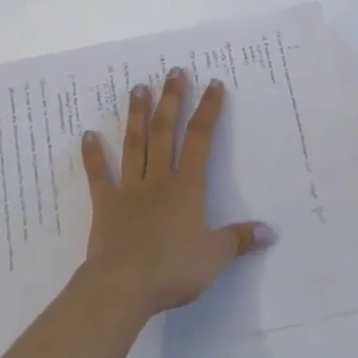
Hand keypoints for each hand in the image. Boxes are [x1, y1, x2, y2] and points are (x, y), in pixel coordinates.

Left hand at [80, 69, 271, 321]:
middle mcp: (159, 179)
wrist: (124, 285)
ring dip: (137, 115)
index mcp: (187, 188)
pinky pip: (99, 176)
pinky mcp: (105, 205)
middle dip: (171, 100)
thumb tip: (270, 231)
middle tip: (173, 72)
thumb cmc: (173, 269)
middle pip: (166, 132)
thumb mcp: (215, 257)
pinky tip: (88, 135)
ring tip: (138, 88)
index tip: (213, 84)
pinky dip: (93, 155)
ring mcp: (129, 189)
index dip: (208, 110)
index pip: (201, 140)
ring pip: (135, 144)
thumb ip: (239, 240)